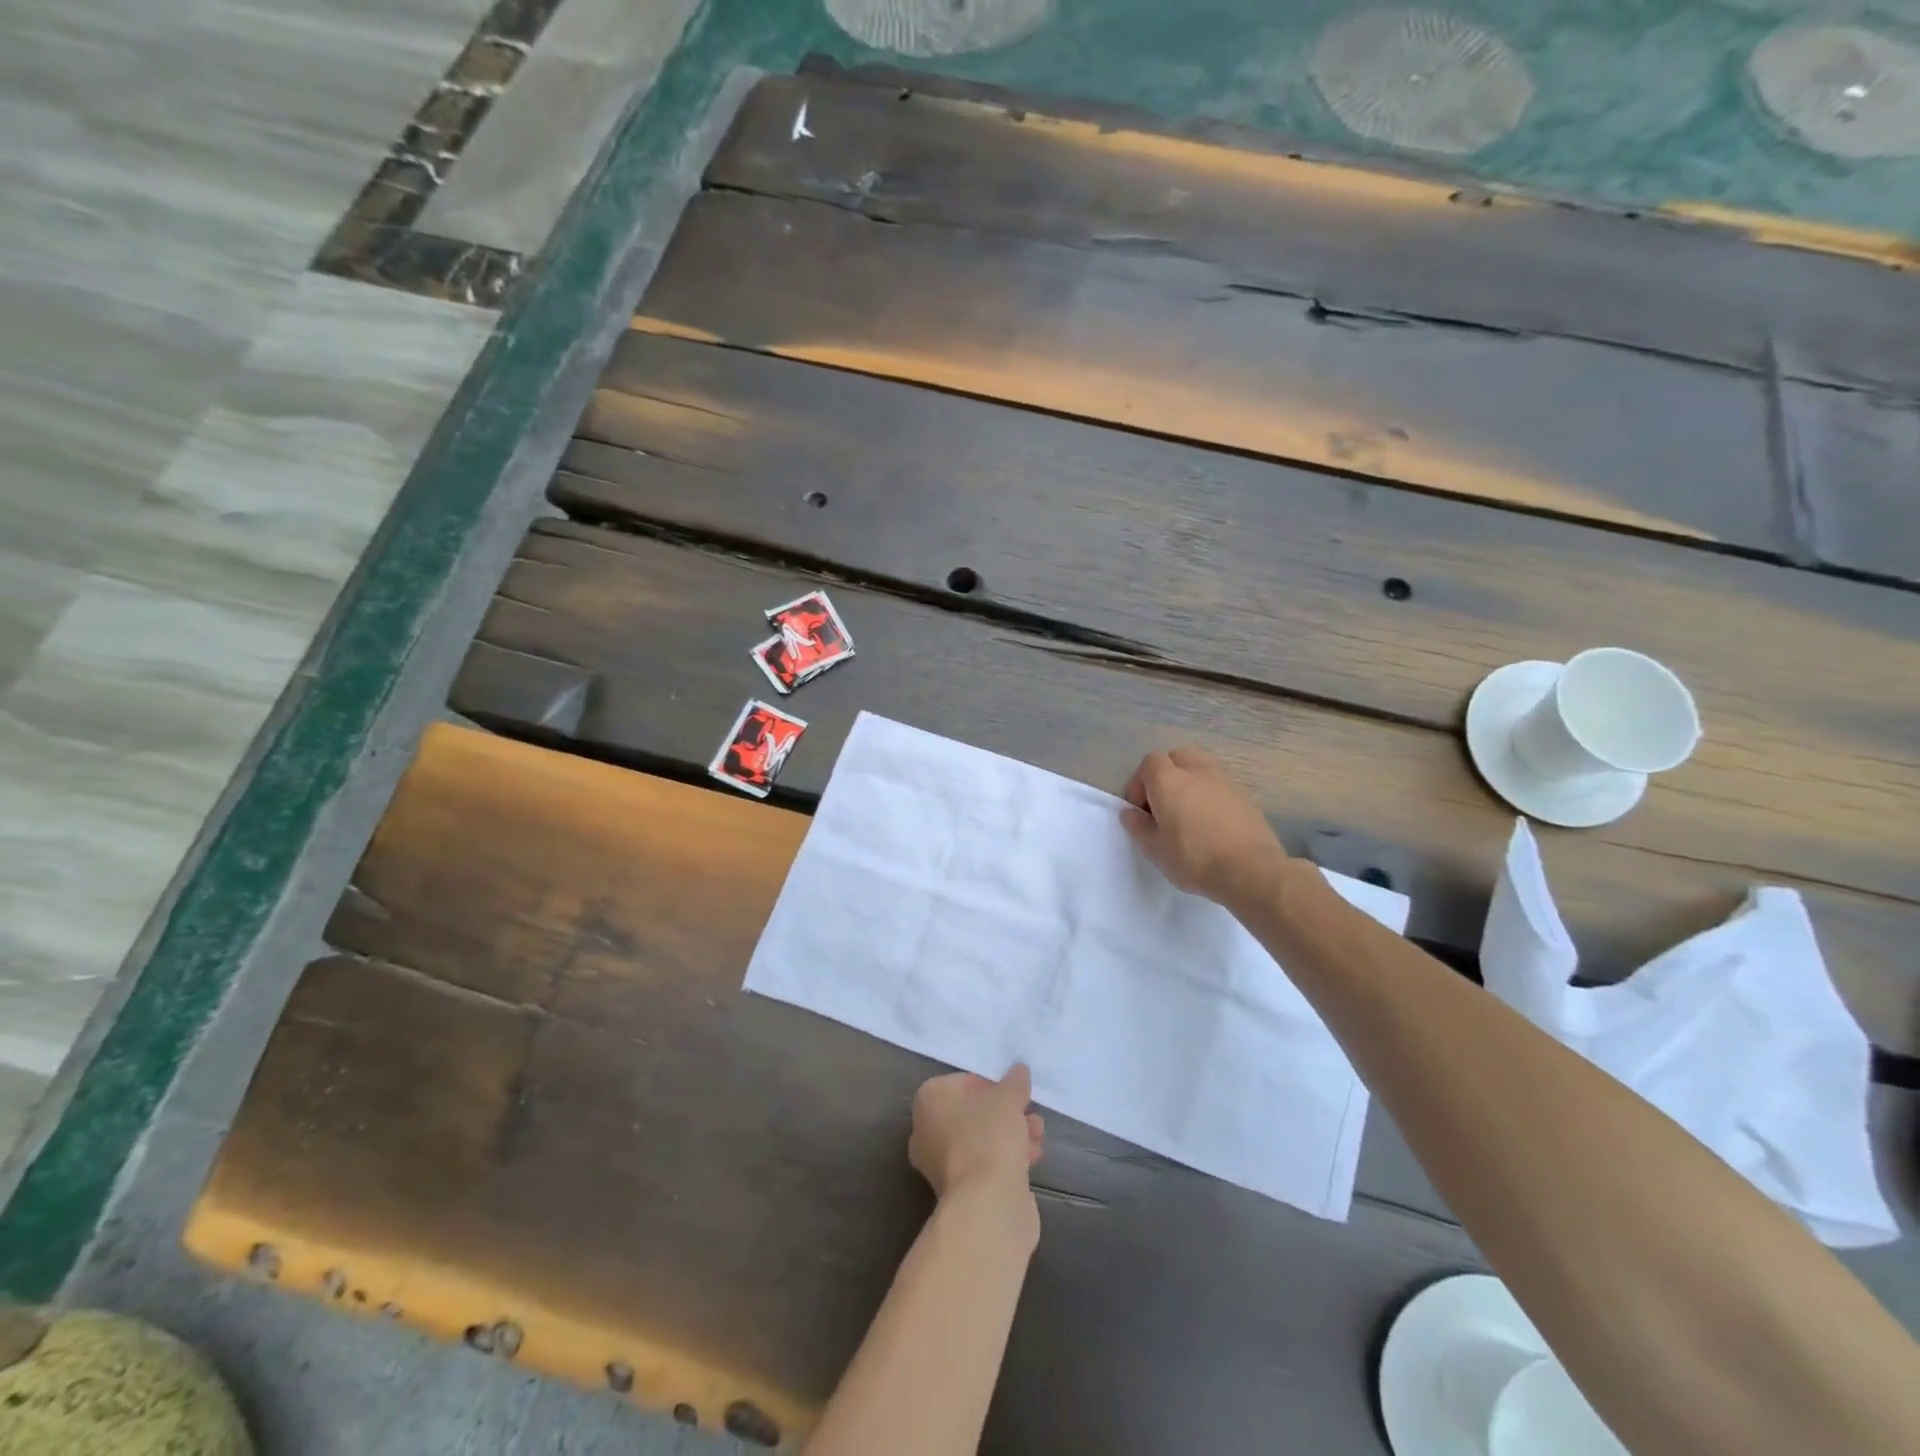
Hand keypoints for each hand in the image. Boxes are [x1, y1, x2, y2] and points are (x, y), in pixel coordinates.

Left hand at [909, 1064, 1044, 1200]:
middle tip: (1029, 1112)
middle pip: (973, 1113)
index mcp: (929, 1101)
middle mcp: (927, 1132)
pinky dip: (1008, 1159)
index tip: (1012, 1091)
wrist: (988, 1204)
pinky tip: (1032, 1158)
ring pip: (982, 1140)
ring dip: (1012, 1135)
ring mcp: (942, 1166)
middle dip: (1005, 1113)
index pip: (961, 1082)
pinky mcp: (962, 1192)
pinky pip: (987, 1165)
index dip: (990, 1084)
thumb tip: (1018, 1071)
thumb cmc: (989, 1136)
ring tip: (1037, 1137)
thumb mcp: (1007, 1097)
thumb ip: (1014, 1082)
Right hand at [1122, 747, 1288, 903]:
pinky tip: (1212, 824)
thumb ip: (1138, 827)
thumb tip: (1130, 813)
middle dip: (1166, 776)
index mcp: (1168, 780)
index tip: (1141, 811)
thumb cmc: (1194, 858)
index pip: (1149, 763)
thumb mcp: (1154, 849)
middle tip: (1164, 806)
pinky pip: (1219, 785)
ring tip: (1189, 814)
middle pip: (1177, 757)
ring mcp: (1224, 780)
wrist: (1250, 870)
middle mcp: (1196, 771)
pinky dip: (1210, 795)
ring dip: (1190, 783)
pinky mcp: (1245, 795)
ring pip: (1200, 768)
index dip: (1140, 784)